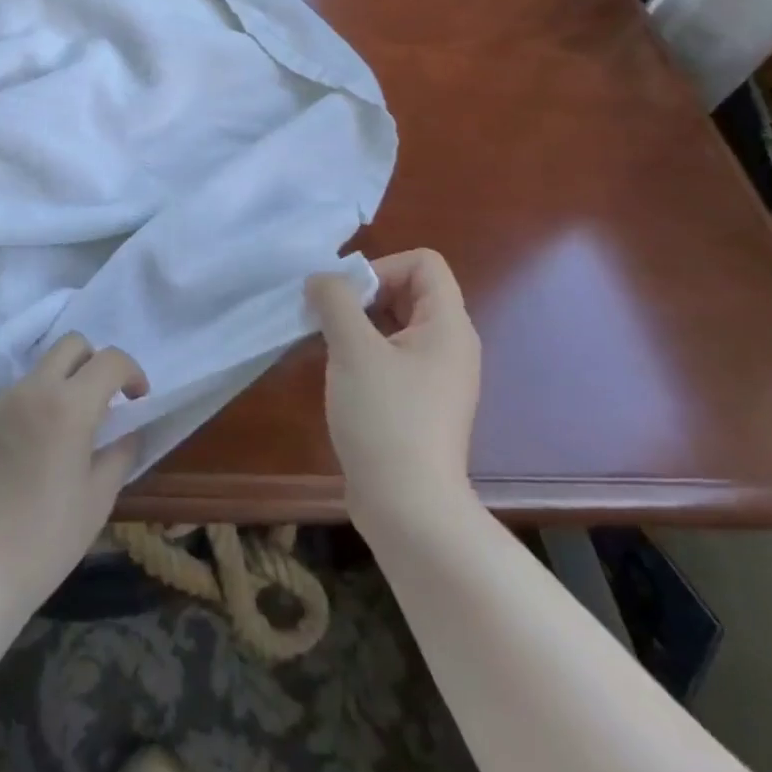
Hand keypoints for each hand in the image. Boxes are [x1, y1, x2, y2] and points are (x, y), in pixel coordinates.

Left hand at [0, 333, 149, 609]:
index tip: (136, 400)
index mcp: (69, 406)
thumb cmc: (46, 539)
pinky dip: (29, 411)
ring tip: (61, 433)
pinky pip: (11, 400)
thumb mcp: (98, 500)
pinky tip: (26, 455)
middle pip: (71, 345)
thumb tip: (127, 432)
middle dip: (94, 363)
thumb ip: (119, 454)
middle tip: (100, 402)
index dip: (131, 373)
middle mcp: (32, 390)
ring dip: (59, 387)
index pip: (110, 360)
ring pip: (38, 371)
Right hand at [306, 249, 480, 541]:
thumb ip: (334, 300)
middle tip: (328, 318)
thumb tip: (321, 280)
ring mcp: (437, 376)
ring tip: (327, 344)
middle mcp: (450, 345)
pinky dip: (363, 351)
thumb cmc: (385, 418)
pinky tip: (338, 373)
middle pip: (408, 290)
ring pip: (395, 323)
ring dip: (358, 323)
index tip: (347, 298)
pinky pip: (392, 355)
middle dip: (363, 294)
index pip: (424, 263)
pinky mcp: (420, 402)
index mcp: (448, 326)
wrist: (409, 508)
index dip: (382, 267)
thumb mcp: (353, 349)